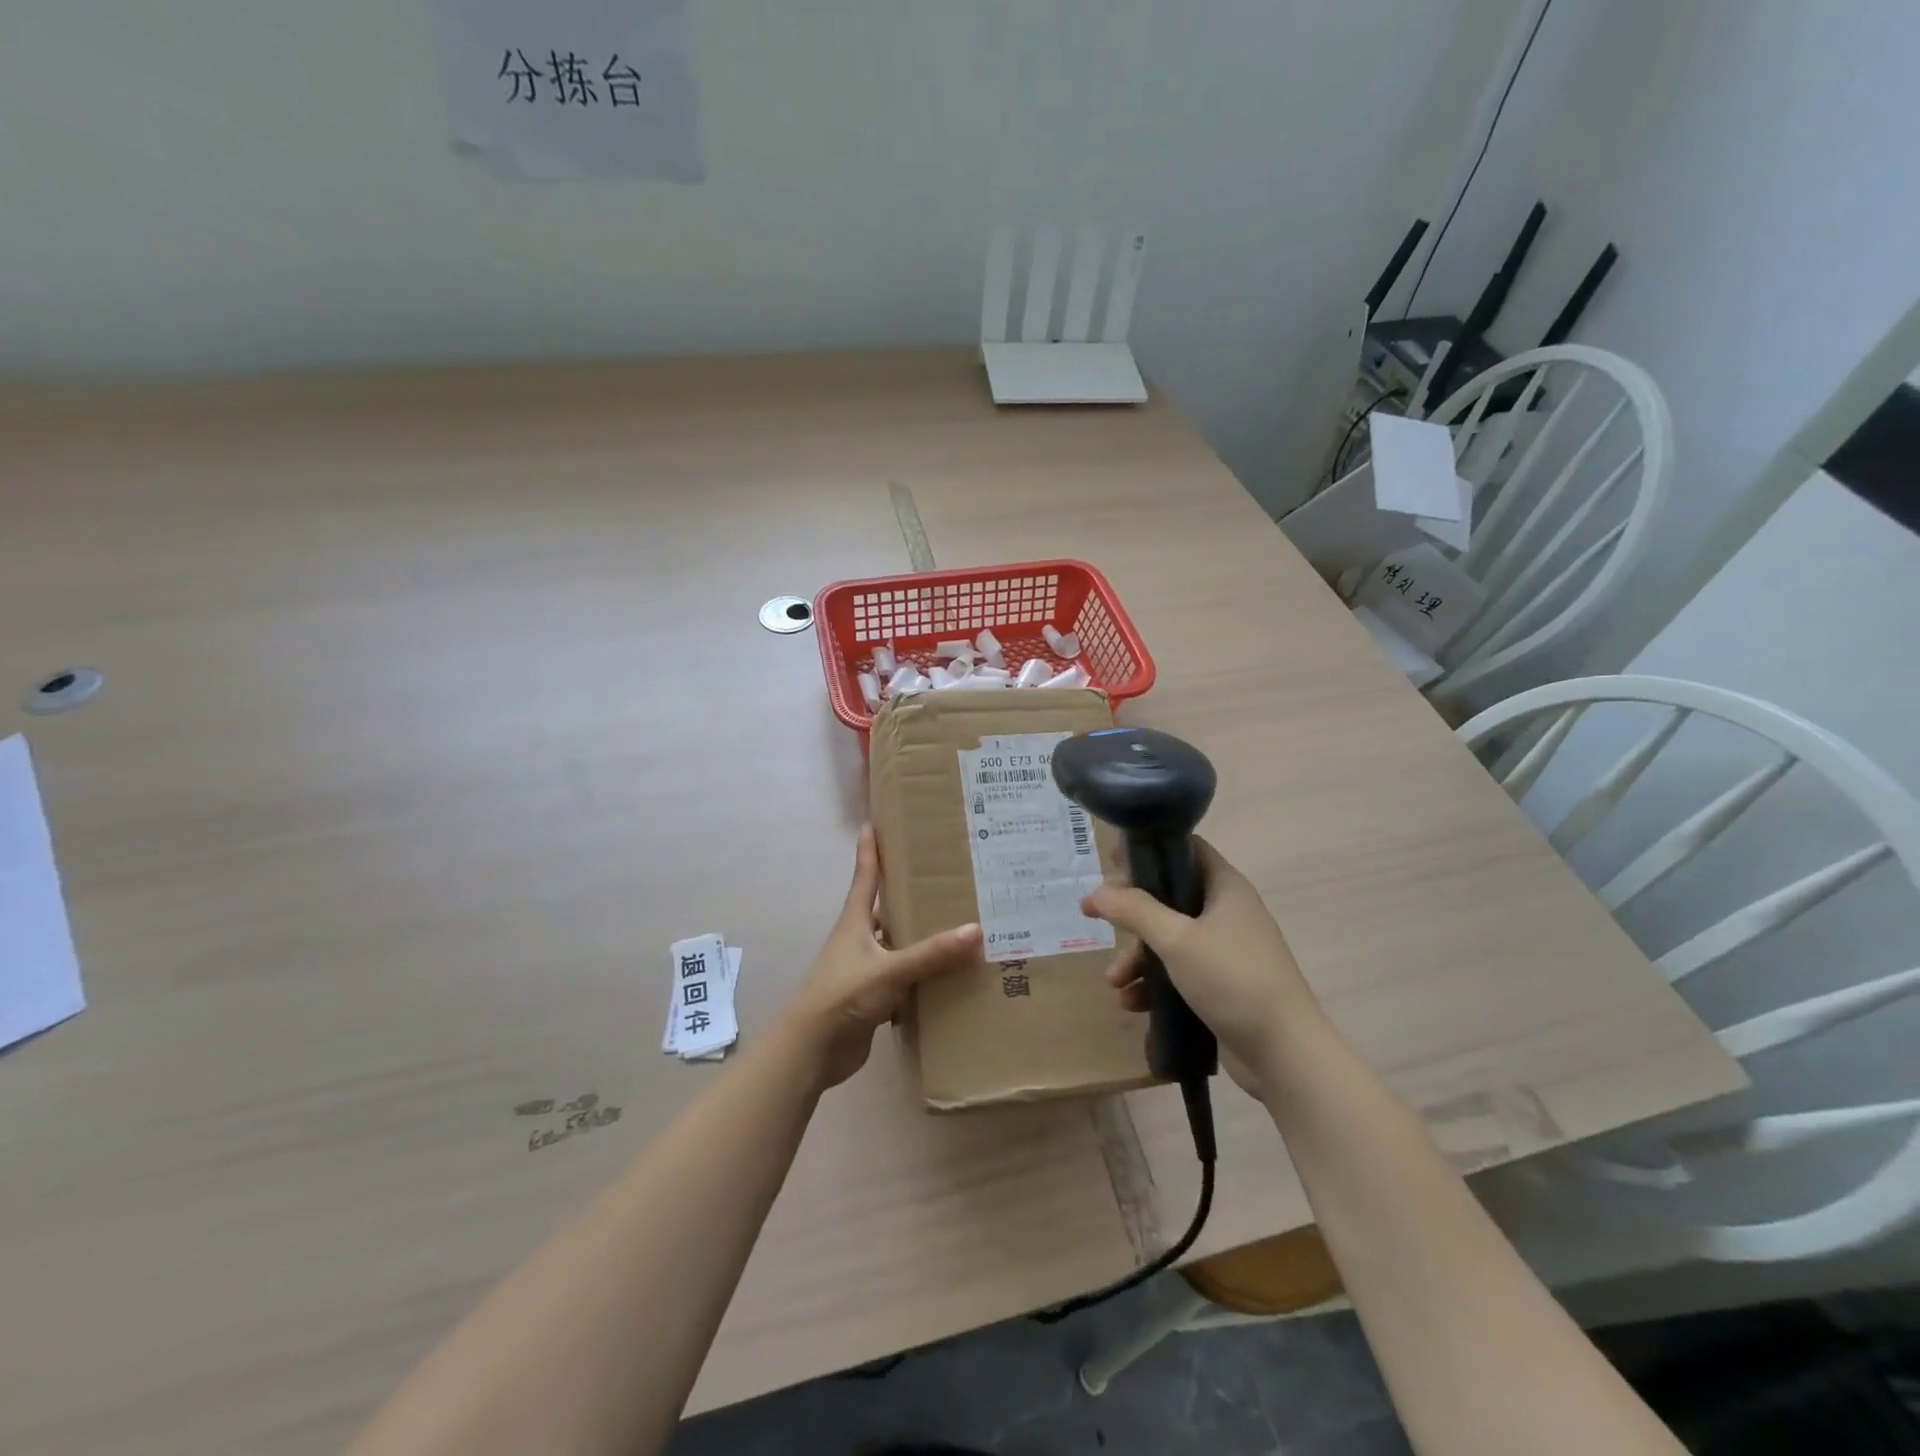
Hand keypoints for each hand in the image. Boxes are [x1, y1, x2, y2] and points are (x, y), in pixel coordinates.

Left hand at [784, 825, 981, 1088]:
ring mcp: (864, 969)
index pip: (865, 877)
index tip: (873, 823)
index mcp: (855, 922)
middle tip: (940, 875)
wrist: (813, 1049)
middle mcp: (859, 940)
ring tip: (954, 922)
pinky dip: (921, 975)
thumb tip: (975, 930)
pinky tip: (947, 974)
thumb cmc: (844, 995)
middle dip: (907, 893)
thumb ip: (931, 953)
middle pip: (884, 908)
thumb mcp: (891, 970)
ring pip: (896, 945)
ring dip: (918, 937)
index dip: (870, 850)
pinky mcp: (872, 997)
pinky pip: (902, 978)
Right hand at [1081, 837, 1321, 1094]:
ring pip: (1170, 938)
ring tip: (1114, 981)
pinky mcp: (1222, 984)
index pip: (1185, 849)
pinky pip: (1179, 972)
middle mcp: (1227, 912)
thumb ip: (1135, 911)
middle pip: (1170, 896)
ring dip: (1138, 956)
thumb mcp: (1177, 940)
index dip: (1149, 852)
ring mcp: (1226, 950)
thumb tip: (1095, 892)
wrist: (1285, 1054)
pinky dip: (1155, 983)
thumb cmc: (1233, 980)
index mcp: (1225, 887)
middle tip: (1098, 917)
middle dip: (1132, 913)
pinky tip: (1133, 1003)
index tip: (1112, 866)